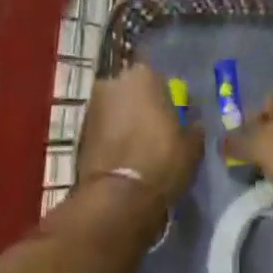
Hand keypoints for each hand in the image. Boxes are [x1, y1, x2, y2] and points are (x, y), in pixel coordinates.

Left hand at [77, 65, 200, 209]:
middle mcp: (113, 82)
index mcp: (143, 75)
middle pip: (132, 91)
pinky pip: (102, 127)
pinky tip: (121, 156)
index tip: (172, 118)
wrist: (118, 196)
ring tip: (137, 146)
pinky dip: (110, 136)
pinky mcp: (79, 129)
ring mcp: (92, 104)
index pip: (159, 80)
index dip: (166, 100)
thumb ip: (192, 127)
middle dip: (141, 106)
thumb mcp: (192, 146)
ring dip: (123, 120)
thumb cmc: (161, 161)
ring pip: (115, 108)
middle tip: (154, 131)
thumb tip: (192, 124)